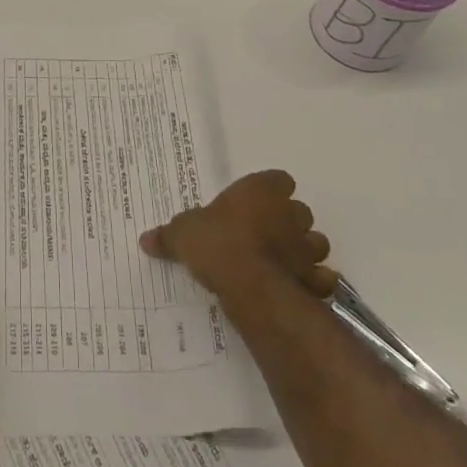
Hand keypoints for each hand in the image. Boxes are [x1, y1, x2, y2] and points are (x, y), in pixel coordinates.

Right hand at [139, 169, 337, 309]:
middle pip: (298, 210)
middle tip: (263, 234)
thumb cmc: (216, 243)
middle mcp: (289, 213)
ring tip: (280, 262)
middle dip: (287, 221)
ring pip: (316, 242)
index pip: (278, 179)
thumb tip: (144, 239)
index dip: (269, 190)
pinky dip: (314, 282)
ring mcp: (307, 247)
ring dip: (303, 250)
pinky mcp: (315, 279)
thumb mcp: (182, 234)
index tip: (255, 203)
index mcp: (261, 191)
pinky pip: (322, 278)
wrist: (250, 285)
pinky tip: (296, 288)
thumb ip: (168, 235)